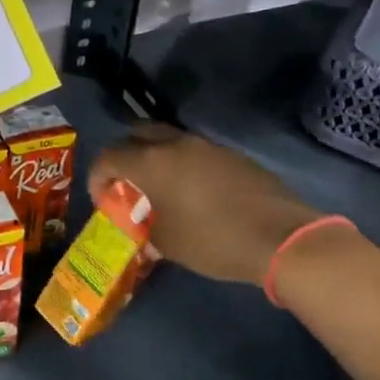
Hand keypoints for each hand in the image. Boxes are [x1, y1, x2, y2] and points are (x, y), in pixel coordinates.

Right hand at [89, 123, 320, 286]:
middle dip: (125, 156)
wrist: (282, 237)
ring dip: (156, 158)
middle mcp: (175, 144)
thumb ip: (146, 229)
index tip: (103, 201)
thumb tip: (142, 227)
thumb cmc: (214, 241)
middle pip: (136, 135)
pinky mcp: (232, 155)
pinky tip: (195, 194)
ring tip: (162, 189)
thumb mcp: (169, 244)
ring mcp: (206, 146)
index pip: (108, 158)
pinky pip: (195, 152)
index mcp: (152, 162)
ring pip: (168, 140)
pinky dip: (184, 165)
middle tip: (129, 184)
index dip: (98, 178)